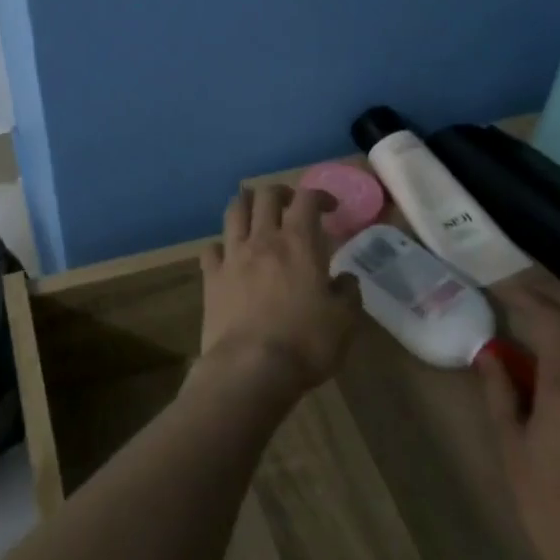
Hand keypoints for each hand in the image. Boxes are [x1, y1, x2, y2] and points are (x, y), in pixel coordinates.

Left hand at [198, 185, 361, 395]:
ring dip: (246, 204)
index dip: (319, 195)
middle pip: (265, 195)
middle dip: (279, 192)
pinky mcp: (211, 277)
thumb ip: (348, 293)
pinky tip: (228, 254)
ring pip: (234, 211)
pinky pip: (211, 248)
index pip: (306, 199)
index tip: (329, 207)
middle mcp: (263, 240)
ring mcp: (232, 256)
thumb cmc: (305, 343)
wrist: (251, 367)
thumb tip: (346, 279)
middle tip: (290, 204)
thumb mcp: (344, 321)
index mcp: (298, 243)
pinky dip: (221, 246)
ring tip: (255, 212)